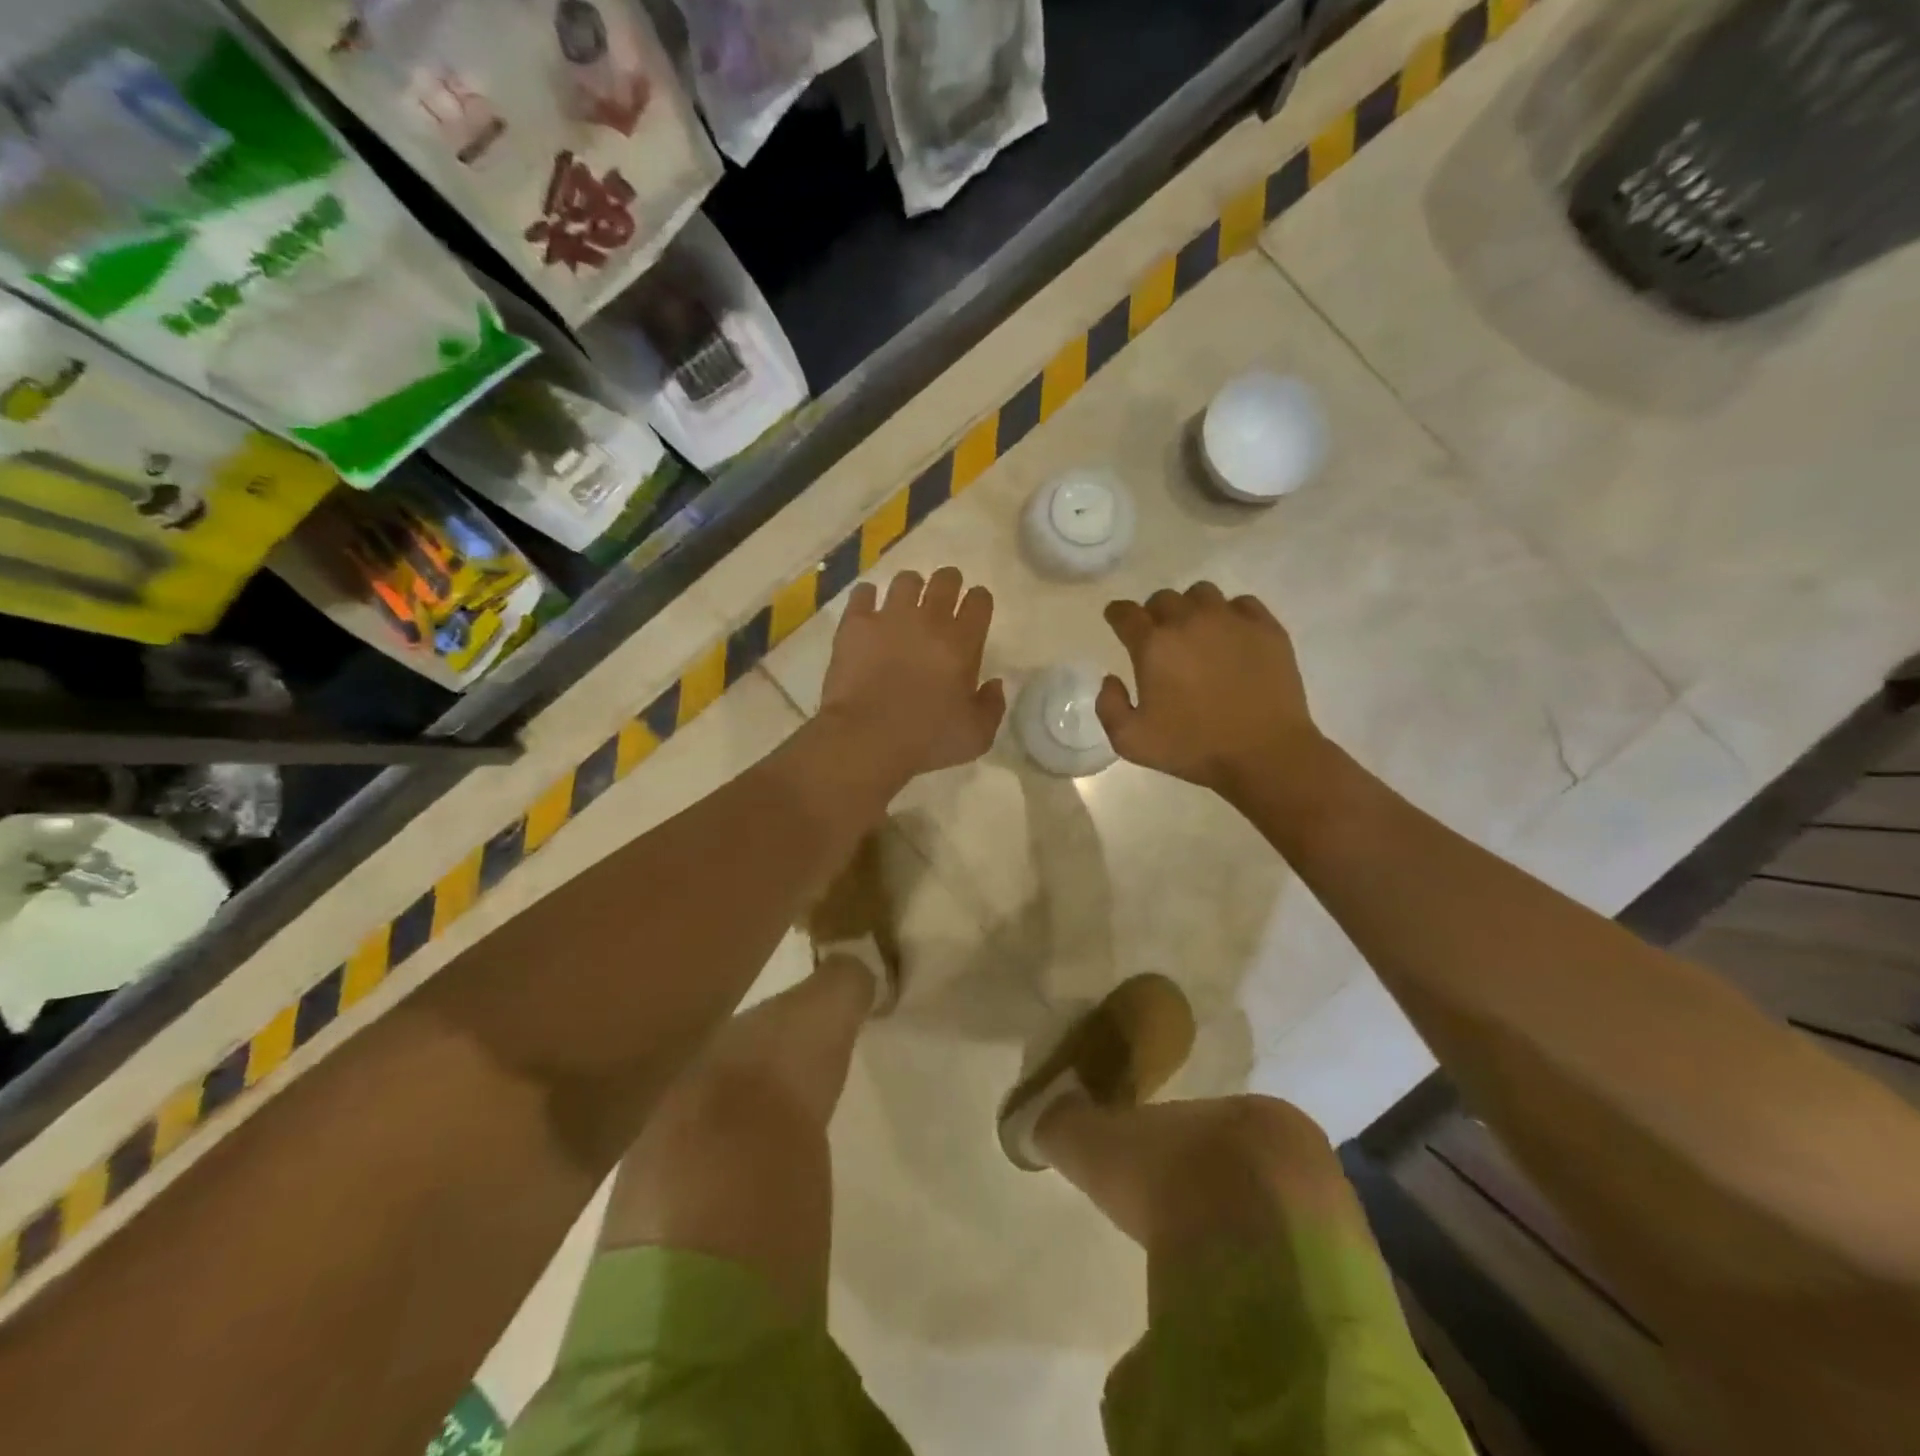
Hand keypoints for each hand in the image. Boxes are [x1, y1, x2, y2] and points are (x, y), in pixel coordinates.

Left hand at [820, 567, 1005, 778]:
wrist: (867, 738)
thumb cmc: (927, 740)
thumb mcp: (977, 736)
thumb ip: (992, 706)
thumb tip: (994, 683)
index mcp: (963, 642)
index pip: (980, 601)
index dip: (980, 601)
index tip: (975, 610)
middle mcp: (929, 620)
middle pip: (945, 580)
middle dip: (949, 583)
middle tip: (943, 598)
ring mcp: (889, 617)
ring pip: (905, 580)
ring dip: (910, 588)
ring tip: (906, 603)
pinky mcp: (855, 624)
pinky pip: (863, 593)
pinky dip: (867, 598)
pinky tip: (868, 609)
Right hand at [1096, 582, 1323, 796]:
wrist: (1264, 753)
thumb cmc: (1192, 748)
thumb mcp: (1130, 741)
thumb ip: (1108, 706)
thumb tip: (1111, 679)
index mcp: (1153, 645)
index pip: (1126, 613)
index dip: (1117, 614)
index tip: (1117, 619)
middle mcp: (1189, 621)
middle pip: (1163, 599)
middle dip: (1154, 614)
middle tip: (1159, 637)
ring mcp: (1231, 620)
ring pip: (1201, 594)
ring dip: (1191, 609)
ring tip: (1196, 633)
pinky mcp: (1266, 628)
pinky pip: (1241, 604)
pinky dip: (1230, 614)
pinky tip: (1231, 636)